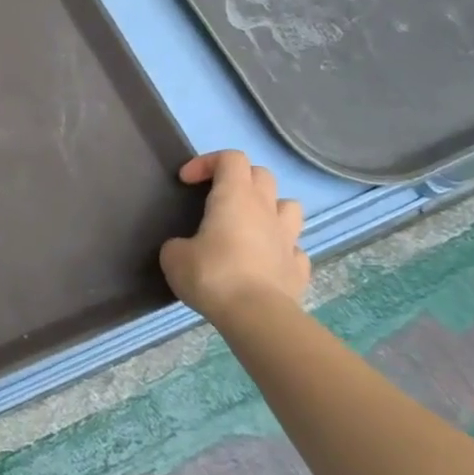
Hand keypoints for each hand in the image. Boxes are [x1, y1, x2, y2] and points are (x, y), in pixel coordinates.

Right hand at [160, 150, 309, 321]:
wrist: (256, 316)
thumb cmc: (212, 274)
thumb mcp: (174, 256)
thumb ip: (178, 244)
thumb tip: (185, 248)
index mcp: (235, 197)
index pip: (230, 158)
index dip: (207, 162)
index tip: (186, 181)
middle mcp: (266, 209)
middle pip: (262, 174)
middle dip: (239, 179)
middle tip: (217, 199)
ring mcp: (288, 238)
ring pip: (288, 206)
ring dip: (270, 208)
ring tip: (250, 225)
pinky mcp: (299, 268)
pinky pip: (294, 248)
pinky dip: (280, 250)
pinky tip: (265, 262)